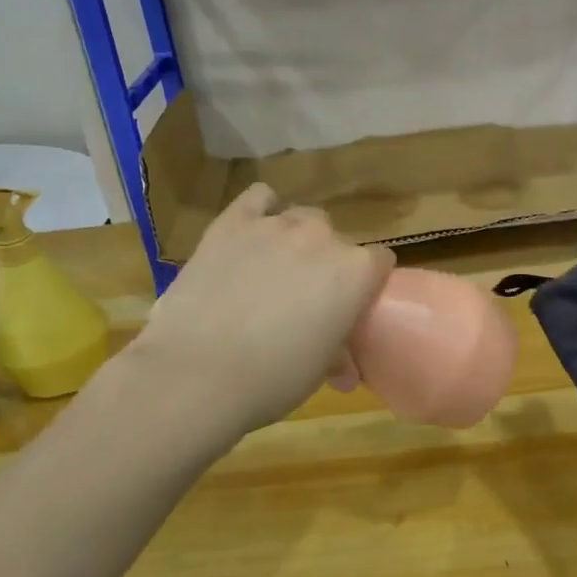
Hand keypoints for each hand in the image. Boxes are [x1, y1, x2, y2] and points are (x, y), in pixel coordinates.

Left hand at [128, 183, 394, 437]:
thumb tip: (343, 367)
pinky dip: (261, 210)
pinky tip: (252, 233)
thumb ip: (338, 352)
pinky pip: (258, 197)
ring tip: (275, 269)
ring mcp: (274, 225)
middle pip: (337, 239)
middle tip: (306, 298)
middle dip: (327, 263)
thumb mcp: (319, 371)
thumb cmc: (272, 379)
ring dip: (296, 239)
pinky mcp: (231, 223)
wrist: (196, 373)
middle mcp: (321, 238)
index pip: (379, 262)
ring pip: (300, 217)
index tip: (351, 307)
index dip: (366, 285)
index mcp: (355, 272)